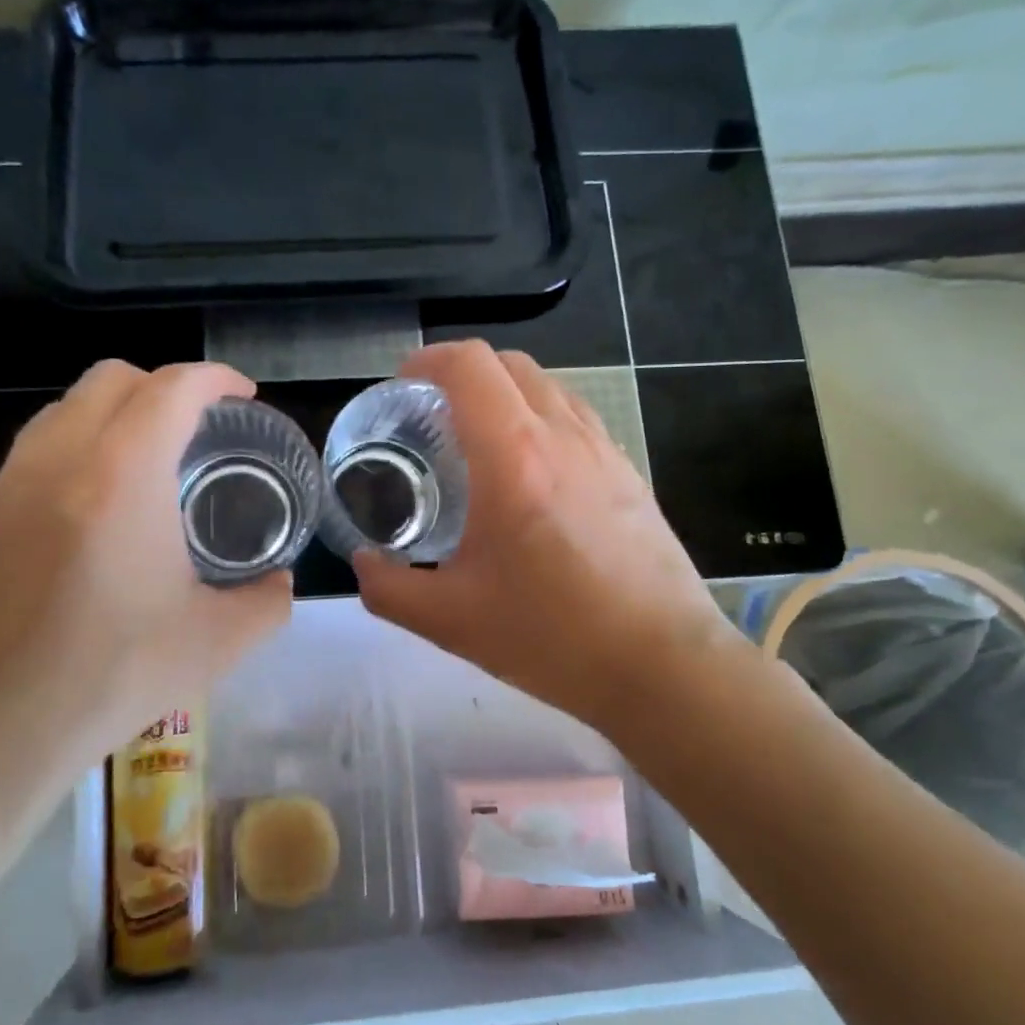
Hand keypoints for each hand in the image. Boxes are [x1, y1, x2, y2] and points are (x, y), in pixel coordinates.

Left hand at [0, 361, 290, 844]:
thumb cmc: (109, 676)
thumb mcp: (215, 643)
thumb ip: (266, 603)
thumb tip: (280, 584)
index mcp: (123, 473)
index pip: (173, 387)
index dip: (217, 379)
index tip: (244, 397)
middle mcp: (60, 458)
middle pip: (113, 379)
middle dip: (165, 385)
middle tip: (200, 428)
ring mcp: (10, 484)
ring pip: (66, 408)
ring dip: (116, 411)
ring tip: (150, 460)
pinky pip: (37, 449)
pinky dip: (79, 446)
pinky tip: (99, 508)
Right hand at [352, 342, 744, 742]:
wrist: (661, 665)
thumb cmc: (552, 637)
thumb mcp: (450, 621)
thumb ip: (389, 589)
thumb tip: (364, 564)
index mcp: (514, 458)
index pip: (470, 366)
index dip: (429, 360)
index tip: (403, 385)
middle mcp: (562, 436)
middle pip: (509, 363)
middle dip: (463, 373)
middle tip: (433, 415)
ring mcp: (604, 449)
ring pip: (548, 386)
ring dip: (505, 394)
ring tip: (480, 441)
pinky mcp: (629, 471)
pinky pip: (576, 417)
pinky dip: (541, 419)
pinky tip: (531, 474)